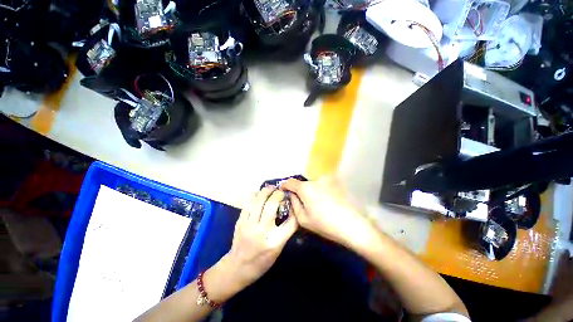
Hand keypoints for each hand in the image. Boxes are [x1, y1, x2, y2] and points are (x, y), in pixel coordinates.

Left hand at [223, 186, 297, 289]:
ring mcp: (249, 225)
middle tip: (281, 190)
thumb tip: (290, 212)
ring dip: (266, 191)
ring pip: (258, 201)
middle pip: (272, 205)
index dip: (295, 209)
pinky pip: (248, 203)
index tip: (294, 202)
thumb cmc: (262, 261)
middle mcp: (262, 231)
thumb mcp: (278, 249)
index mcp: (275, 242)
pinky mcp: (240, 221)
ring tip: (271, 188)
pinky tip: (259, 194)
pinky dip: (255, 196)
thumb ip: (285, 231)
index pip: (291, 221)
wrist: (237, 267)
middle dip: (278, 194)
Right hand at [281, 177, 371, 248]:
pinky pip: (322, 185)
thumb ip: (294, 203)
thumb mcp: (303, 218)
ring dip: (311, 190)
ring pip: (313, 184)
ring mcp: (327, 180)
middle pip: (302, 183)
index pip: (290, 182)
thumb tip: (292, 194)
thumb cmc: (324, 223)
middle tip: (302, 202)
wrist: (352, 225)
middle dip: (300, 191)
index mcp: (305, 188)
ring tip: (316, 203)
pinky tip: (326, 201)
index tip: (283, 190)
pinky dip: (320, 190)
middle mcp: (315, 179)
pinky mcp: (335, 182)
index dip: (285, 186)